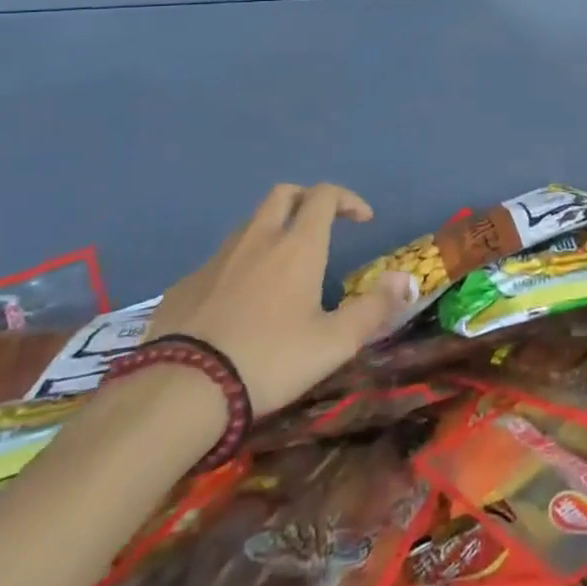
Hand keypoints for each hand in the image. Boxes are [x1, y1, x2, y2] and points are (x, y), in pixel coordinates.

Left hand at [146, 183, 416, 417]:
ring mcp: (217, 259)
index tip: (363, 220)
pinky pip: (220, 259)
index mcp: (298, 246)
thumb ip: (374, 309)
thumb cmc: (269, 361)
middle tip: (322, 225)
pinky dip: (239, 264)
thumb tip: (406, 280)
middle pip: (284, 194)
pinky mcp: (185, 284)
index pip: (325, 196)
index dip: (348, 199)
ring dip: (272, 229)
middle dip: (307, 200)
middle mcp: (258, 239)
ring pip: (250, 224)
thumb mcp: (333, 343)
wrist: (180, 391)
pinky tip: (240, 302)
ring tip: (283, 265)